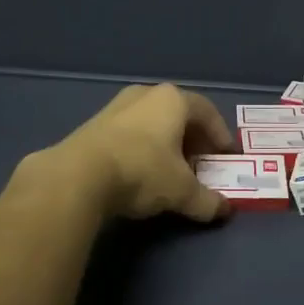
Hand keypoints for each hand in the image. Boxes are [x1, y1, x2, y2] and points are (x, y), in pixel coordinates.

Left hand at [25, 83, 235, 223]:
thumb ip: (207, 200)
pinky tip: (141, 170)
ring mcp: (117, 106)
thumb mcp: (181, 191)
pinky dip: (143, 146)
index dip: (220, 135)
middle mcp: (146, 94)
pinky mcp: (94, 124)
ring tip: (171, 169)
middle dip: (193, 139)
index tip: (225, 157)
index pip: (207, 112)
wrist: (78, 175)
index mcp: (172, 100)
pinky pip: (130, 131)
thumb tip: (225, 210)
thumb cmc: (141, 171)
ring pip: (152, 121)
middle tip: (201, 163)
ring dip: (166, 142)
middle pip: (179, 114)